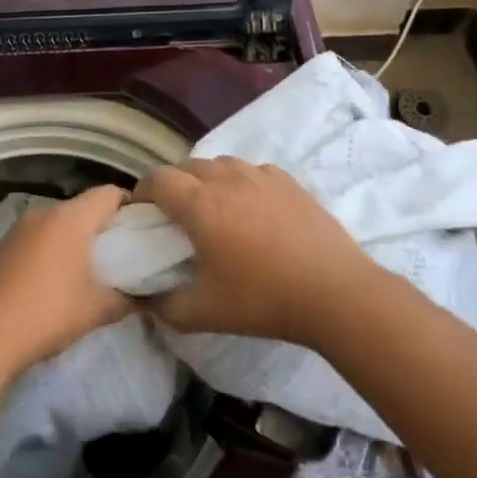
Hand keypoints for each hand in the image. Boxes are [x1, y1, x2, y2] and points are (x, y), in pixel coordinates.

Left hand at [0, 186, 131, 378]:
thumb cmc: (47, 313)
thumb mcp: (96, 310)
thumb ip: (127, 299)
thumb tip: (146, 297)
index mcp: (71, 218)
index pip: (110, 193)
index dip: (131, 206)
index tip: (143, 229)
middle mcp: (44, 213)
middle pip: (83, 206)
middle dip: (104, 226)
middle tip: (121, 254)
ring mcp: (18, 229)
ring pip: (58, 222)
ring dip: (75, 238)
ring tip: (89, 269)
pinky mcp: (0, 248)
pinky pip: (37, 238)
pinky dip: (51, 249)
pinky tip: (53, 280)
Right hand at [135, 157, 377, 347]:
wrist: (334, 291)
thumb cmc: (263, 299)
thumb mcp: (205, 313)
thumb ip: (166, 306)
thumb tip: (146, 300)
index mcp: (199, 204)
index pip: (157, 179)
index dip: (142, 192)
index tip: (141, 213)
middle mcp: (226, 178)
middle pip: (186, 166)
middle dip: (173, 184)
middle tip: (175, 215)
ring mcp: (260, 175)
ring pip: (220, 164)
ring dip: (206, 180)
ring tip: (213, 209)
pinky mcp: (288, 180)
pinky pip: (251, 171)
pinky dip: (240, 182)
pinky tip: (251, 208)